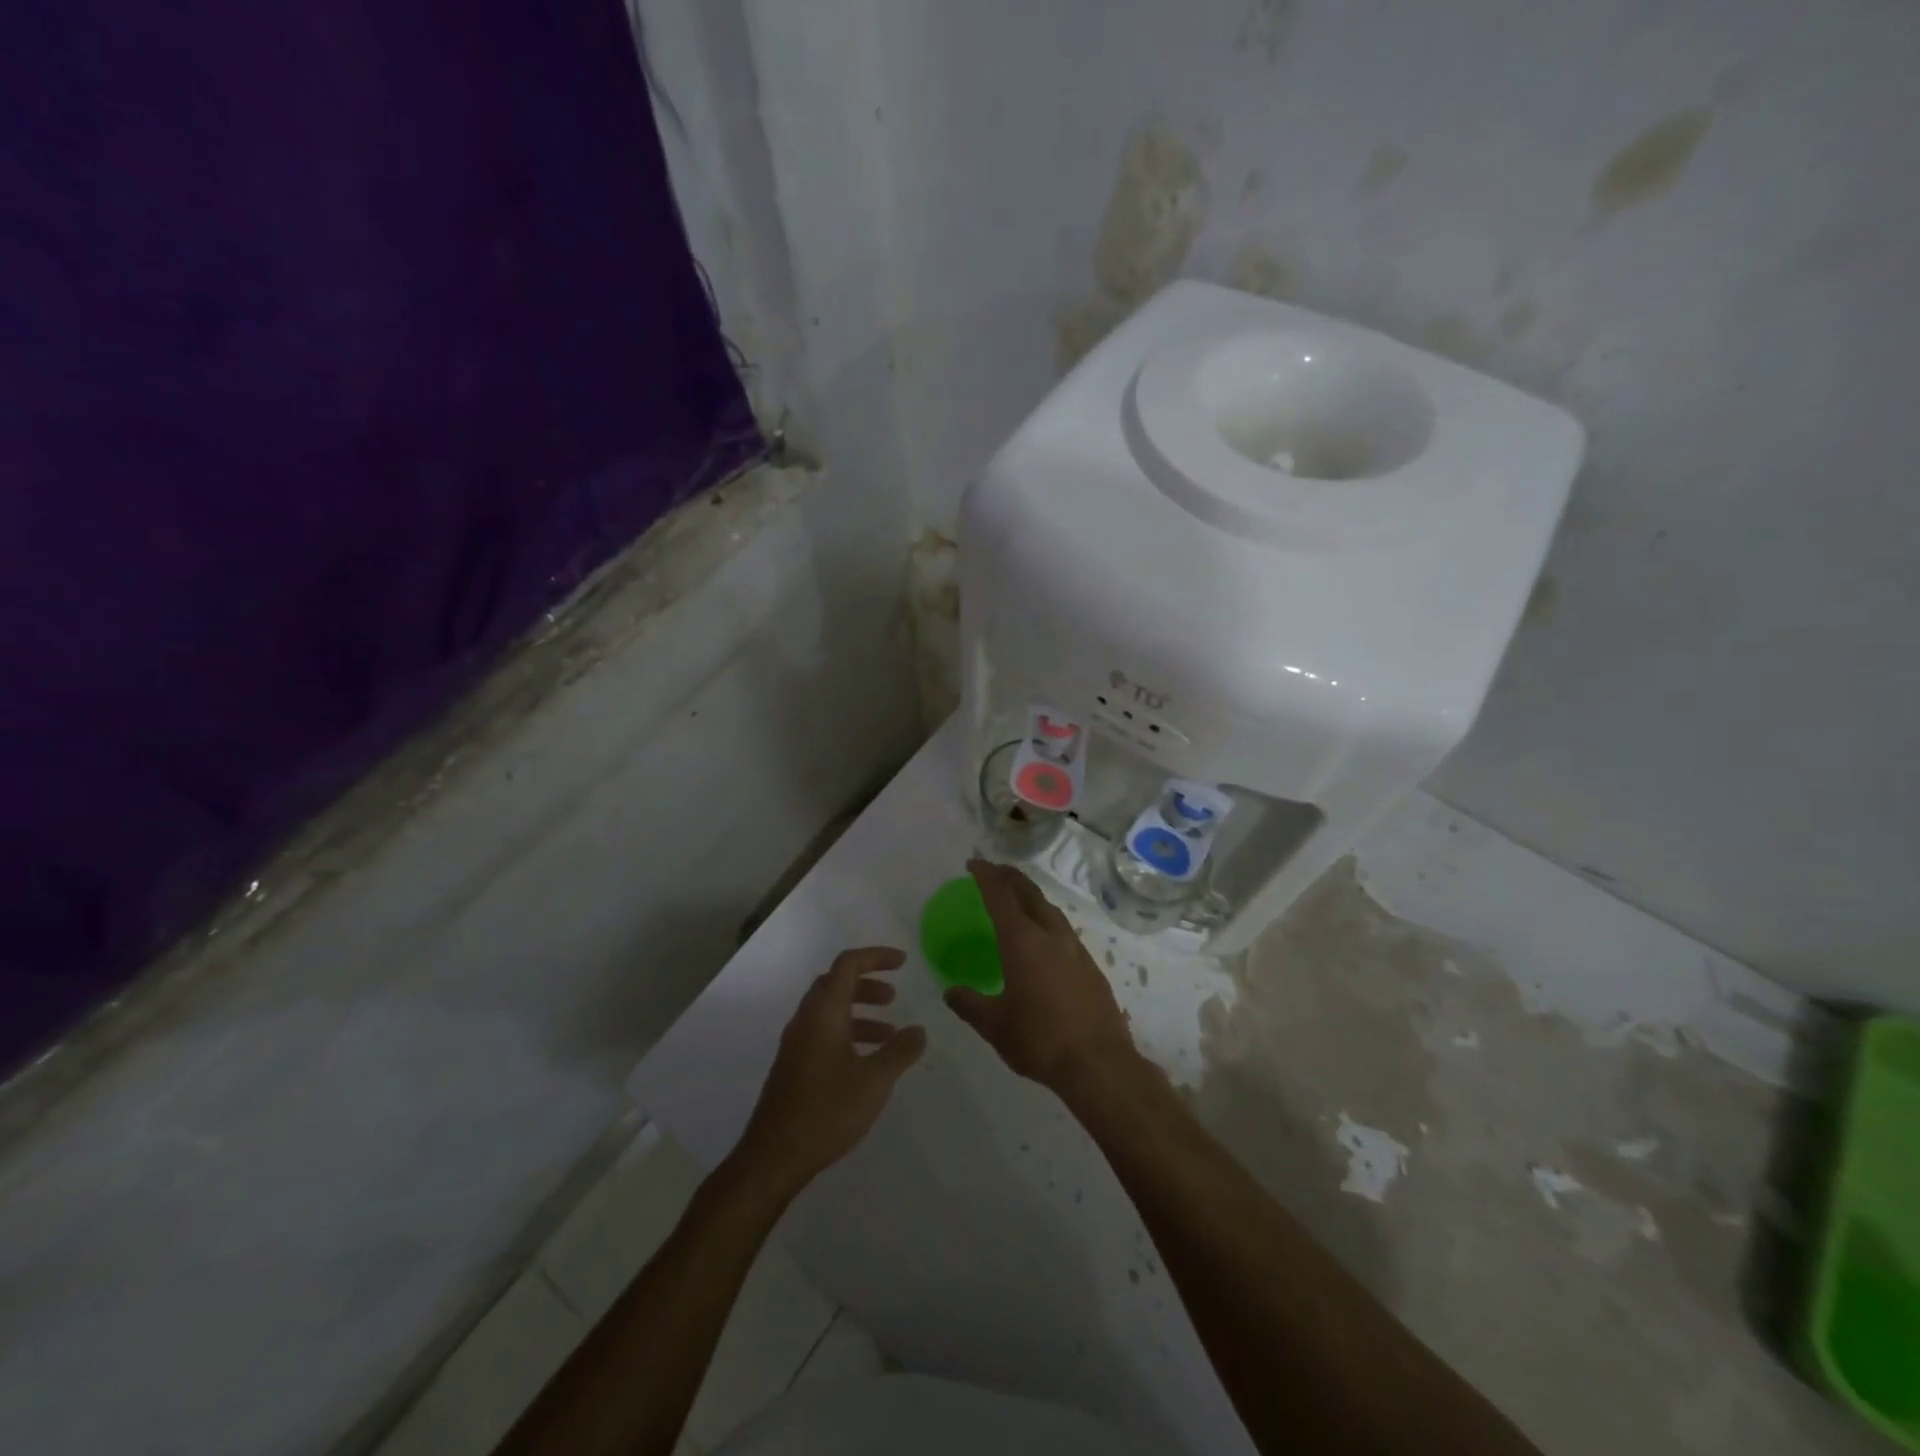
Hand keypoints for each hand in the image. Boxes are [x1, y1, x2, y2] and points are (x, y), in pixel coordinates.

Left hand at [735, 947, 926, 1198]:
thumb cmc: (826, 1111)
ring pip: (830, 1010)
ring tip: (889, 1031)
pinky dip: (848, 1032)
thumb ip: (899, 1051)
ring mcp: (796, 1043)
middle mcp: (806, 1020)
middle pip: (836, 983)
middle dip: (867, 983)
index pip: (848, 965)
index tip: (903, 962)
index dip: (876, 957)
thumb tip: (919, 1030)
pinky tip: (866, 1061)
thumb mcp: (874, 1081)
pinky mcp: (793, 1066)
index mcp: (823, 1013)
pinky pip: (823, 1032)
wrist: (773, 1156)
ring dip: (859, 1011)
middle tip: (894, 996)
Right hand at [944, 859, 1140, 1095]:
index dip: (986, 875)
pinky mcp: (1091, 966)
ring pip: (1050, 909)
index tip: (974, 863)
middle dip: (1010, 877)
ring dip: (1032, 897)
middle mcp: (1050, 936)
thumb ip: (970, 1005)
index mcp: (1022, 942)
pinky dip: (1047, 920)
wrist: (1099, 1063)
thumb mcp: (995, 1026)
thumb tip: (950, 992)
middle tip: (995, 871)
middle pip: (1029, 893)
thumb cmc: (1040, 1040)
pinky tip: (1044, 939)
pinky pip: (1064, 930)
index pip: (1000, 896)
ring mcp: (1075, 949)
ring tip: (1019, 898)